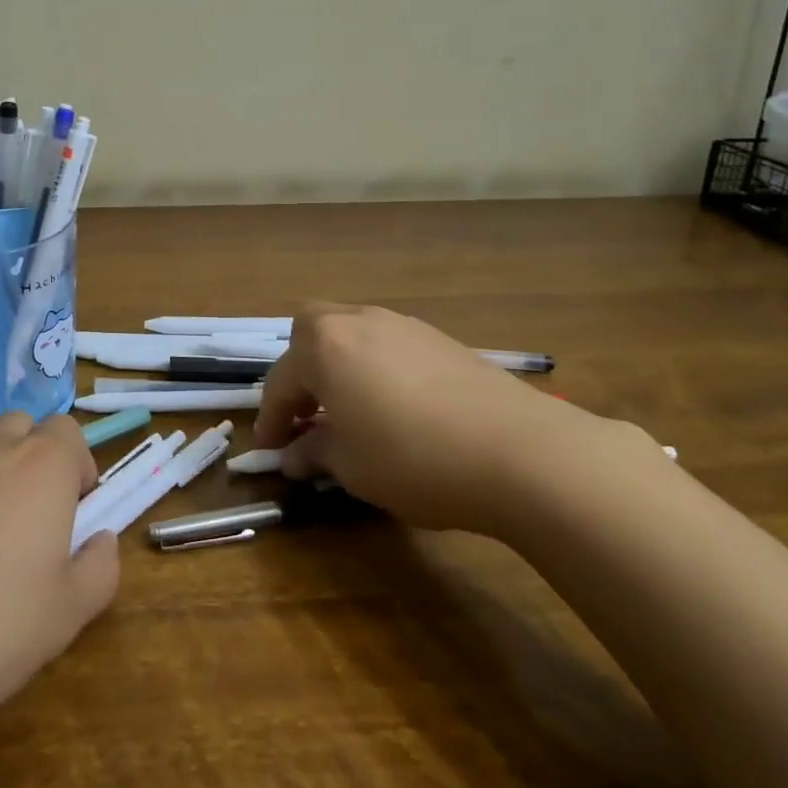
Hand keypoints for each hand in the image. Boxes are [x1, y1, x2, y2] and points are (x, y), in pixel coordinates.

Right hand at [254, 304, 646, 535]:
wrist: (519, 450)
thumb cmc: (414, 458)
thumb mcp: (352, 467)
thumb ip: (315, 454)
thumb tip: (295, 456)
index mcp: (323, 345)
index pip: (280, 381)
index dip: (270, 420)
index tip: (269, 451)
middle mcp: (357, 321)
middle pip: (311, 334)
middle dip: (300, 371)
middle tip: (305, 414)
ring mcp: (402, 324)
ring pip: (351, 334)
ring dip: (338, 366)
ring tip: (348, 411)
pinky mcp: (439, 338)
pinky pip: (387, 345)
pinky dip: (374, 368)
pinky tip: (394, 406)